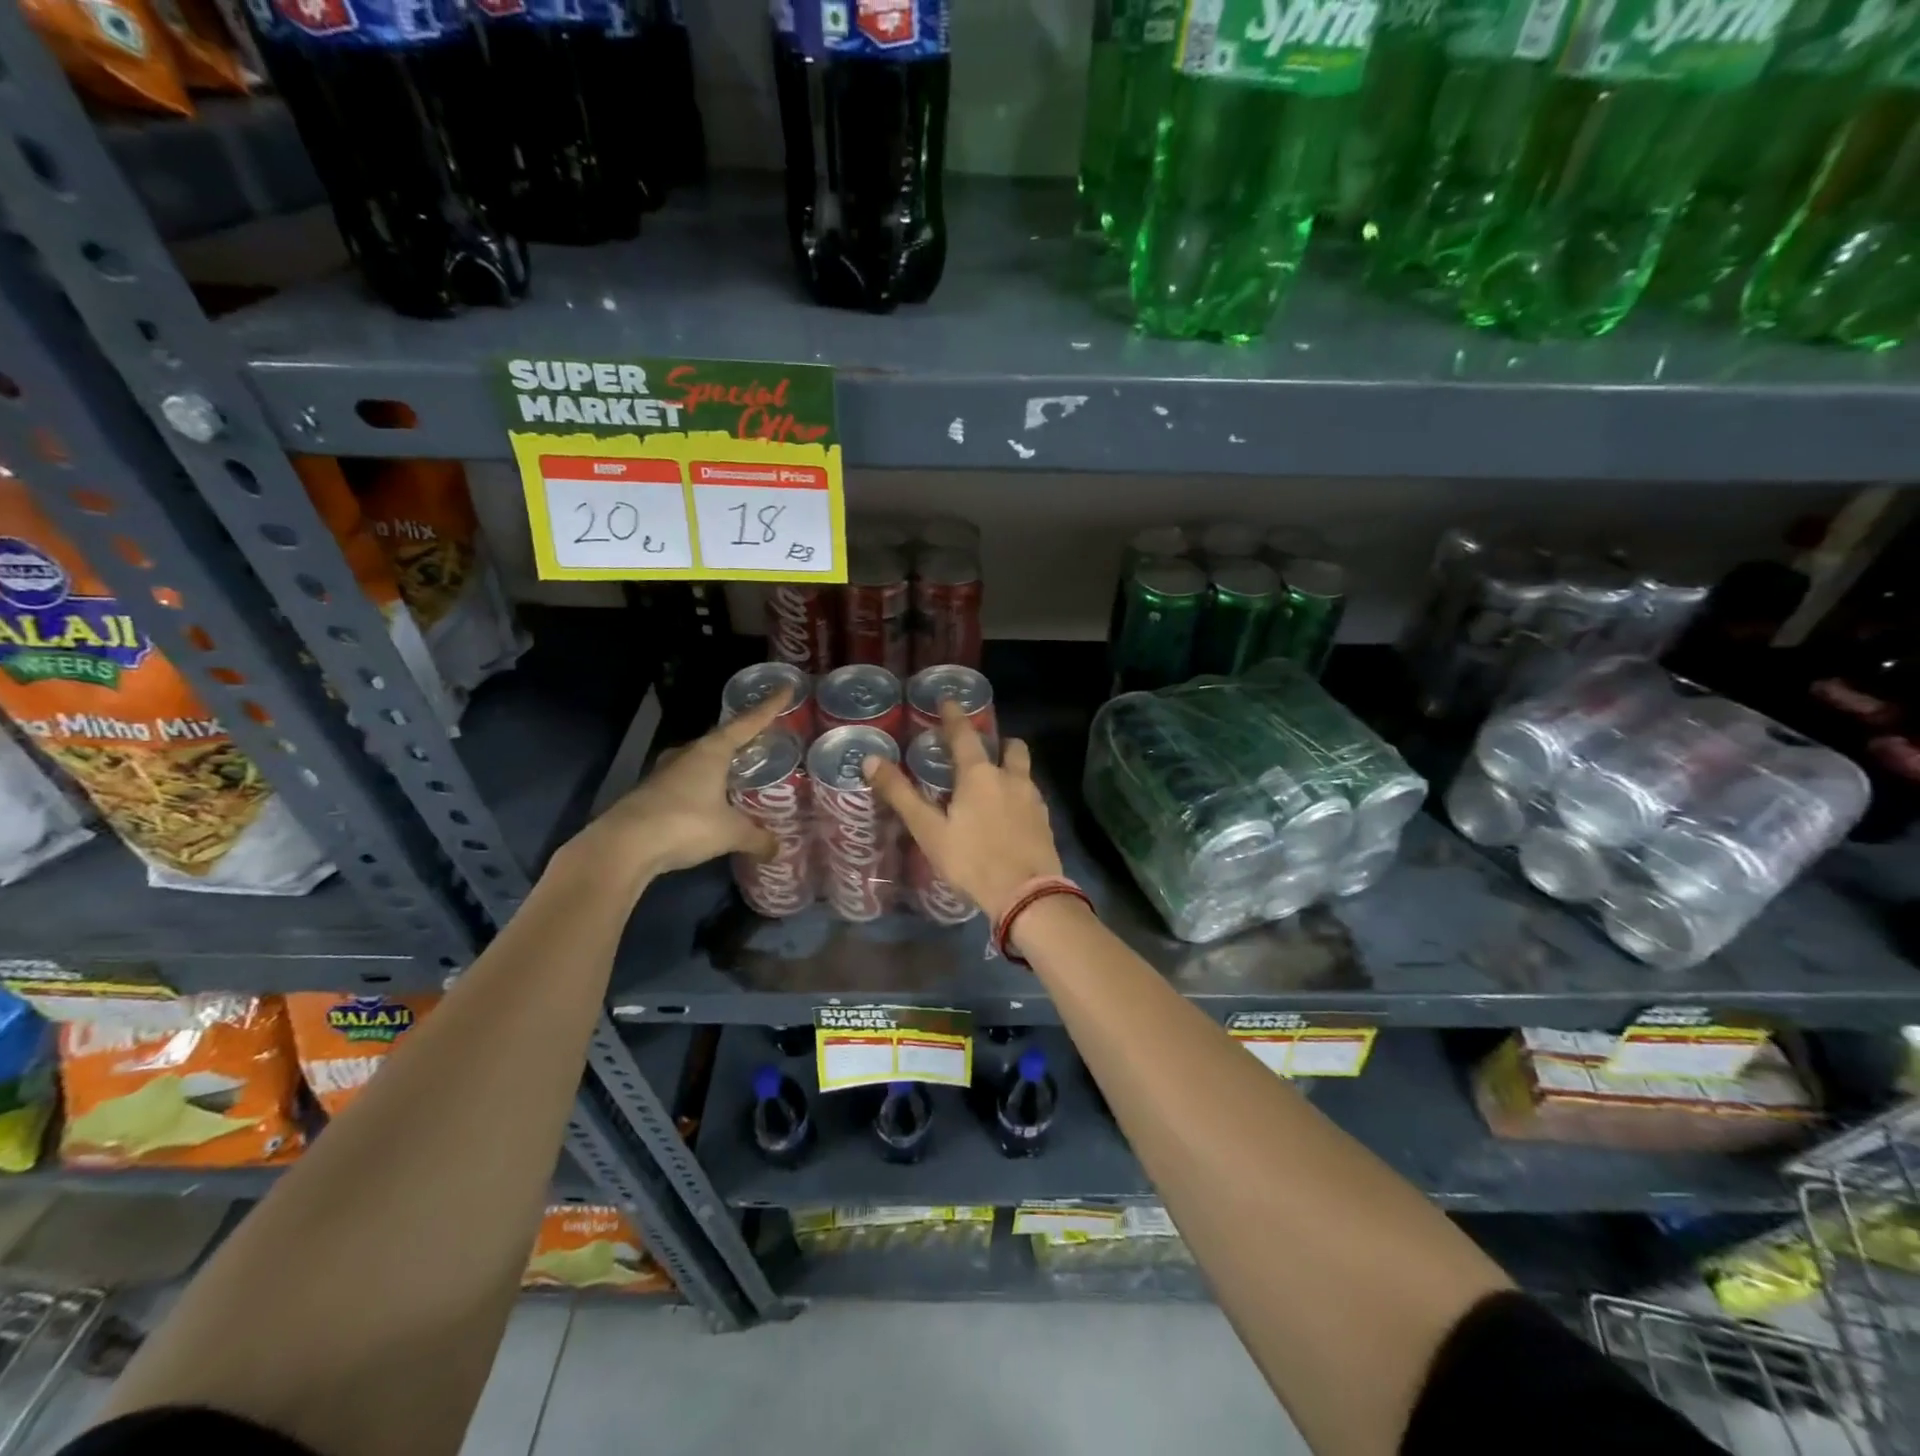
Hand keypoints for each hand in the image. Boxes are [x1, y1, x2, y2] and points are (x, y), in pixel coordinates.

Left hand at [564, 690, 788, 887]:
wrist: (623, 847)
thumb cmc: (684, 824)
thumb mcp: (730, 833)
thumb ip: (757, 838)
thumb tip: (777, 849)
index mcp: (711, 751)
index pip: (747, 723)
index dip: (769, 707)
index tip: (786, 688)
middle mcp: (688, 754)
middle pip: (721, 739)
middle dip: (743, 739)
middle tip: (764, 741)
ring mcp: (665, 773)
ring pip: (701, 761)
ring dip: (720, 765)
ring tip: (740, 773)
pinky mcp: (652, 794)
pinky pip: (687, 783)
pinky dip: (704, 787)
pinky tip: (712, 801)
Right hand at [863, 701, 1062, 922]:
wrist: (1027, 894)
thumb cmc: (972, 860)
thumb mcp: (929, 830)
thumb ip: (901, 794)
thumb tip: (871, 760)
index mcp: (979, 775)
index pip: (964, 735)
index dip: (954, 716)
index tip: (949, 699)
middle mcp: (1011, 778)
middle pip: (1010, 747)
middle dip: (998, 742)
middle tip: (982, 750)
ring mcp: (1033, 799)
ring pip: (1024, 772)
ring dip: (1011, 769)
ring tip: (995, 785)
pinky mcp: (1045, 822)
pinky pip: (1032, 797)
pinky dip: (1019, 796)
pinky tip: (1009, 816)